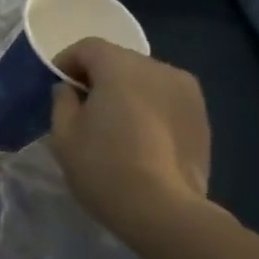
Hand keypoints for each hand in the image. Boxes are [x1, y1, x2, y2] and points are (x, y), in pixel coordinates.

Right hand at [47, 38, 213, 234]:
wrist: (164, 210)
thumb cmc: (104, 167)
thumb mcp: (64, 134)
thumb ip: (62, 102)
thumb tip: (70, 89)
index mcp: (121, 67)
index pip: (88, 47)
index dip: (67, 61)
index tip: (56, 85)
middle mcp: (159, 69)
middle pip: (120, 60)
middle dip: (98, 76)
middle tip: (81, 106)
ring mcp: (187, 92)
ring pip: (145, 79)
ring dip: (126, 91)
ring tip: (113, 123)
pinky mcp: (202, 116)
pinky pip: (165, 99)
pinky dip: (148, 107)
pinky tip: (139, 138)